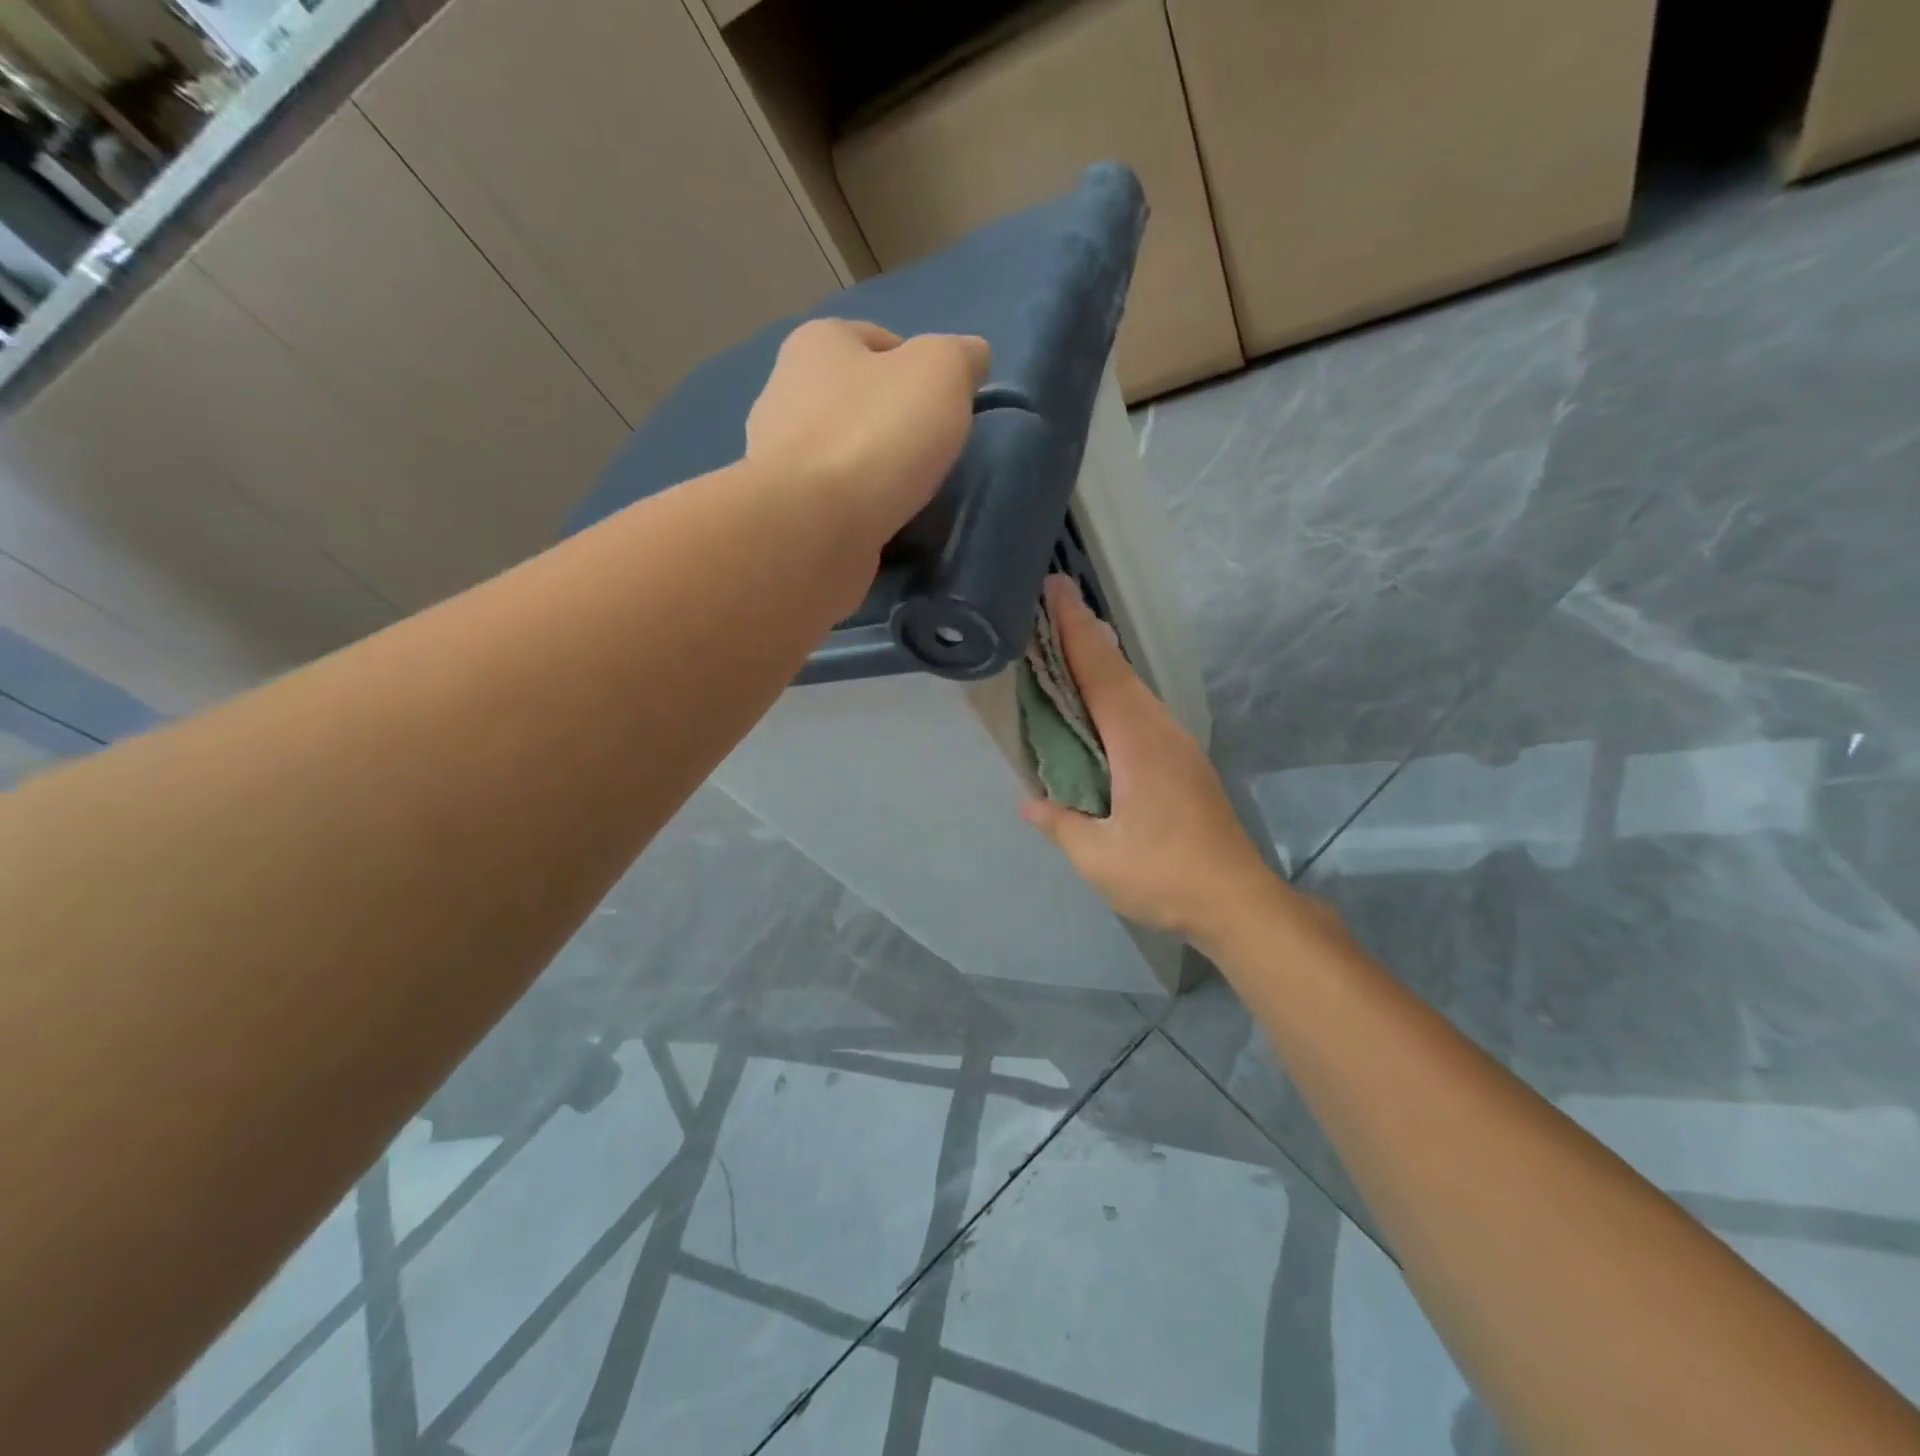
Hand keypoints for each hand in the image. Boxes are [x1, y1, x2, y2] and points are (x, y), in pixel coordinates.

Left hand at [745, 319, 989, 542]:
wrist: (811, 529)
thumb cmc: (875, 434)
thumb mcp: (940, 373)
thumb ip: (962, 357)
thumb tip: (972, 357)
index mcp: (817, 343)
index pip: (878, 340)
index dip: (917, 367)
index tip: (944, 406)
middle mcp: (786, 392)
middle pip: (856, 399)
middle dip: (892, 422)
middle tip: (930, 454)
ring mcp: (779, 458)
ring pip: (842, 454)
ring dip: (872, 471)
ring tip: (907, 495)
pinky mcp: (785, 512)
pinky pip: (831, 501)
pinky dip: (856, 510)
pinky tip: (879, 525)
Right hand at [1021, 576, 1285, 943]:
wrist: (1237, 900)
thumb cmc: (1165, 875)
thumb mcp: (1097, 856)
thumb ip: (1060, 823)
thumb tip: (1030, 801)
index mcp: (1136, 742)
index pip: (1099, 671)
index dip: (1074, 629)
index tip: (1055, 588)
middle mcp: (1159, 731)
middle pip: (1118, 671)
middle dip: (1085, 635)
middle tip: (1052, 609)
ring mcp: (1176, 746)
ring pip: (1133, 691)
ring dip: (1101, 663)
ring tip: (1068, 648)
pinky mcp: (1183, 765)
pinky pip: (1140, 713)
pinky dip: (1114, 695)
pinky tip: (1099, 709)